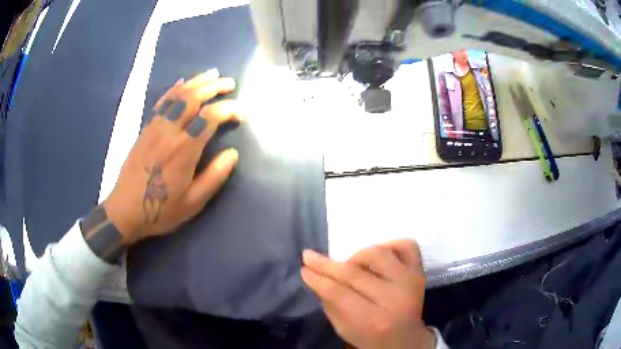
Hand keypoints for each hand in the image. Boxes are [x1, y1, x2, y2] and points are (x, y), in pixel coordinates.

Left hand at [103, 69, 241, 244]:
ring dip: (196, 82)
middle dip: (214, 87)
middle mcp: (169, 131)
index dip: (228, 109)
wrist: (125, 210)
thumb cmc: (161, 210)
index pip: (209, 117)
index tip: (240, 113)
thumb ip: (214, 177)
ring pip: (177, 95)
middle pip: (193, 98)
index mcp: (184, 150)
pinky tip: (183, 83)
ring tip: (212, 75)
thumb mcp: (193, 203)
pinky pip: (161, 103)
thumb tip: (233, 154)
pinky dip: (174, 89)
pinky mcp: (145, 129)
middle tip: (230, 83)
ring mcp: (155, 127)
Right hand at [301, 240, 435, 348]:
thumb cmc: (371, 338)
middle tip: (310, 258)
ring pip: (379, 253)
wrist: (406, 340)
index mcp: (375, 321)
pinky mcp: (420, 272)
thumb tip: (314, 275)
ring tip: (351, 267)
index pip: (340, 293)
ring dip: (358, 257)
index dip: (318, 279)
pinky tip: (378, 257)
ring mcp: (411, 281)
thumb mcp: (344, 329)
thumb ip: (329, 303)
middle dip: (327, 265)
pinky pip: (407, 246)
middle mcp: (396, 298)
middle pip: (355, 274)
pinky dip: (390, 245)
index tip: (304, 269)